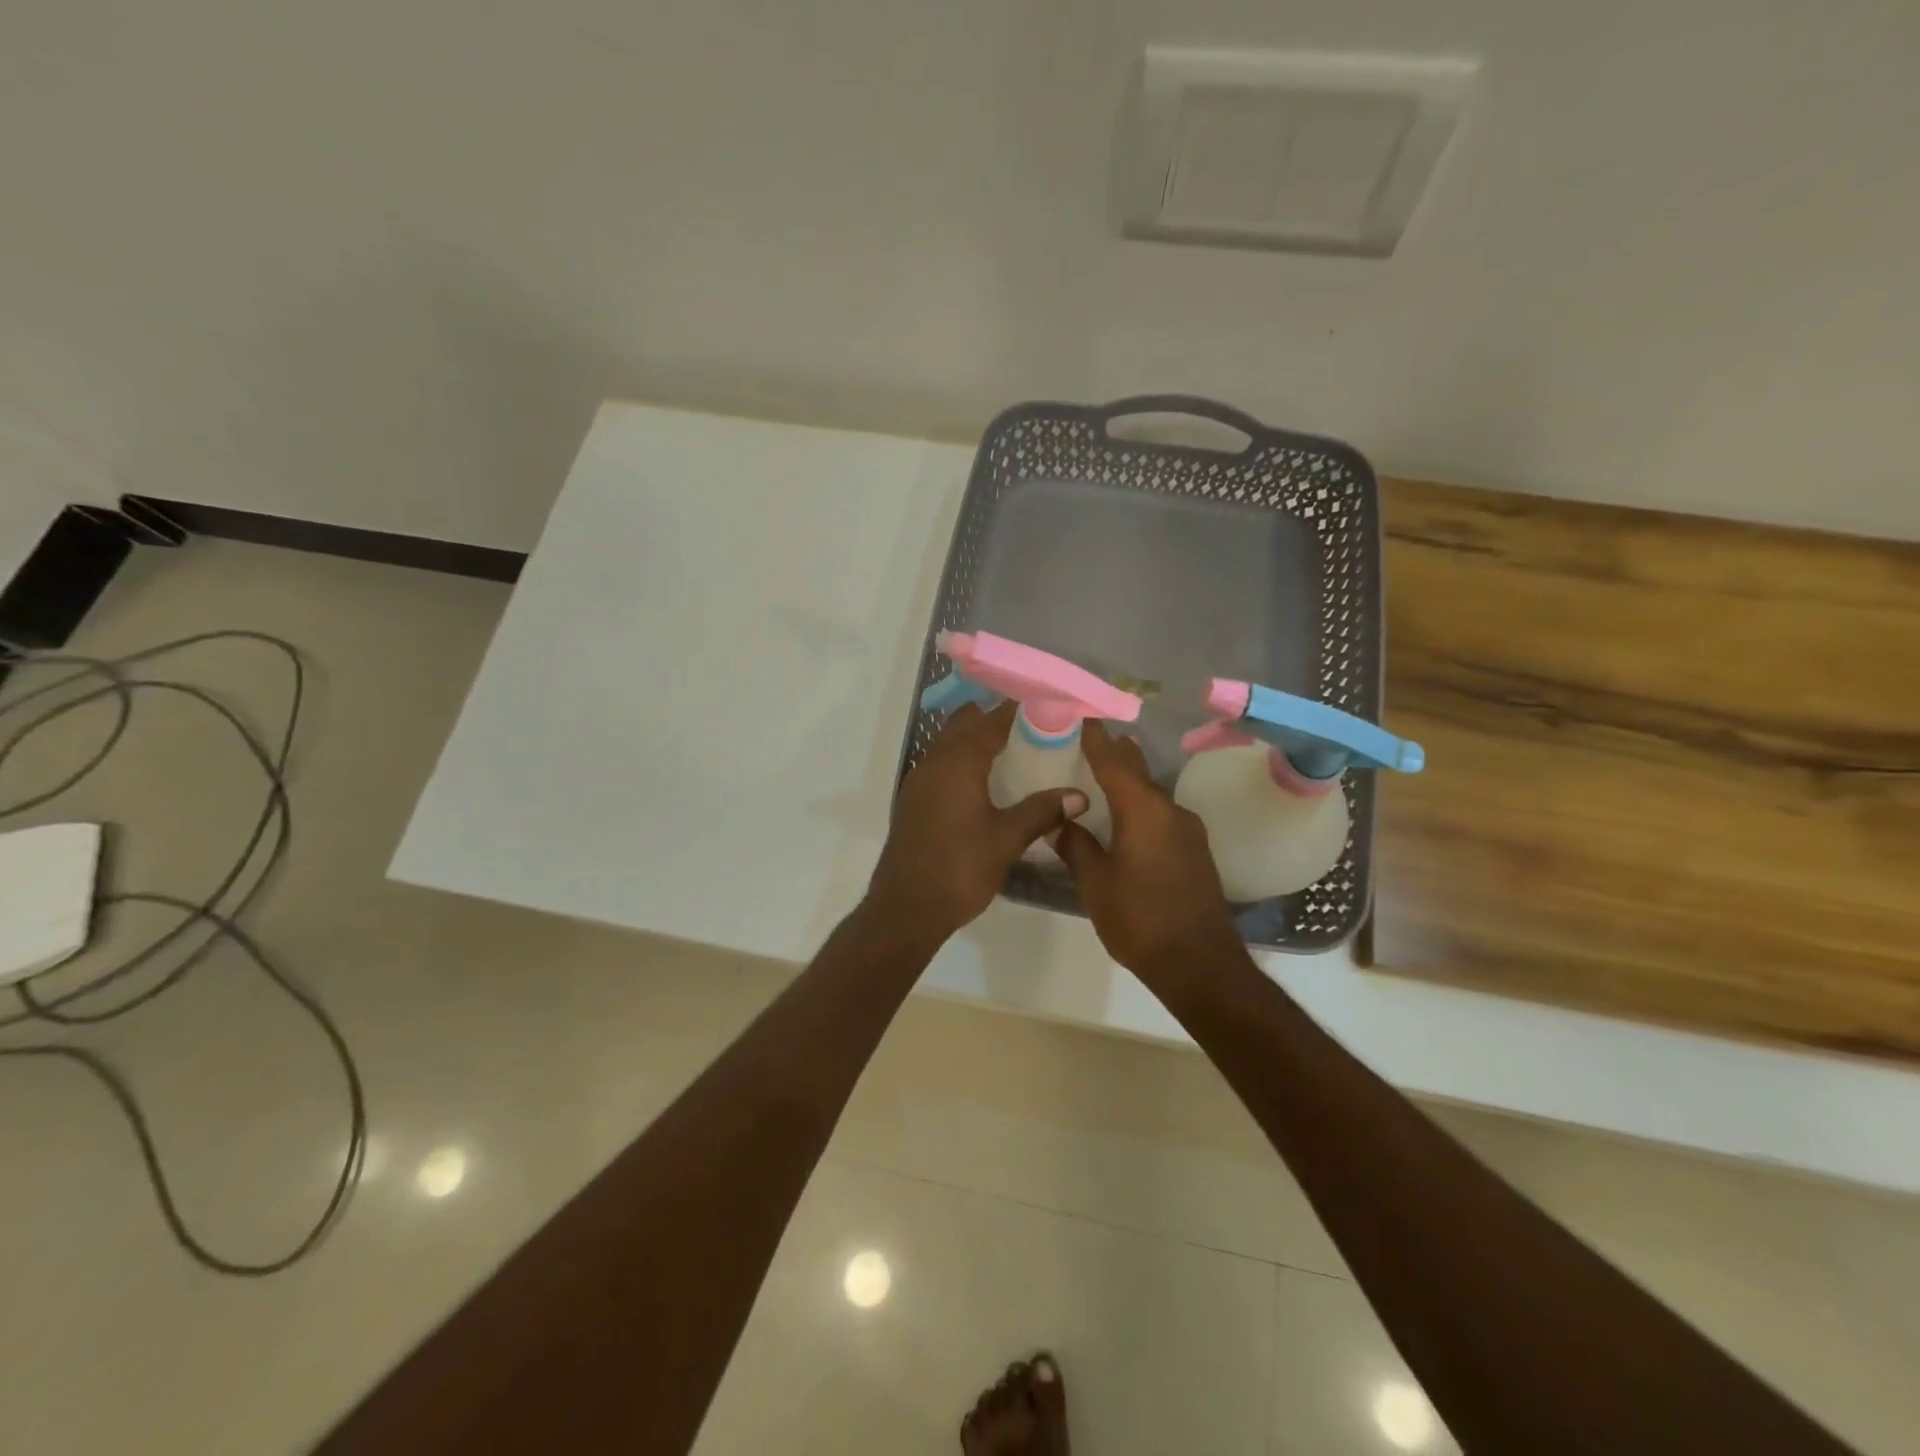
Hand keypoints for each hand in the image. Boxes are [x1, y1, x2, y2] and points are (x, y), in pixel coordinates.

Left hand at [867, 702, 1088, 938]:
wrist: (907, 908)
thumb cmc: (960, 868)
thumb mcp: (1007, 839)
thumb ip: (1042, 811)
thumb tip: (1079, 795)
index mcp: (958, 762)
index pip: (990, 721)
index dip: (1015, 710)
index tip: (1043, 704)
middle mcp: (934, 763)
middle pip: (963, 725)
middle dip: (992, 719)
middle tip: (1030, 725)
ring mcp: (919, 782)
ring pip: (947, 745)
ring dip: (974, 740)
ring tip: (1011, 749)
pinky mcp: (913, 802)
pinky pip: (939, 766)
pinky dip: (960, 761)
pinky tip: (982, 782)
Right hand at [1052, 721, 1243, 983]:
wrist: (1199, 964)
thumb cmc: (1140, 919)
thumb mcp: (1096, 883)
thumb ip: (1076, 846)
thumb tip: (1060, 821)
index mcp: (1143, 810)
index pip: (1113, 761)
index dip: (1096, 737)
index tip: (1081, 714)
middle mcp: (1170, 810)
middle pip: (1137, 772)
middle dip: (1115, 753)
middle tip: (1091, 737)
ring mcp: (1188, 831)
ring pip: (1151, 794)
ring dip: (1129, 781)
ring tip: (1104, 771)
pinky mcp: (1195, 851)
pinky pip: (1162, 815)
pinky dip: (1141, 806)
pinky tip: (1127, 816)